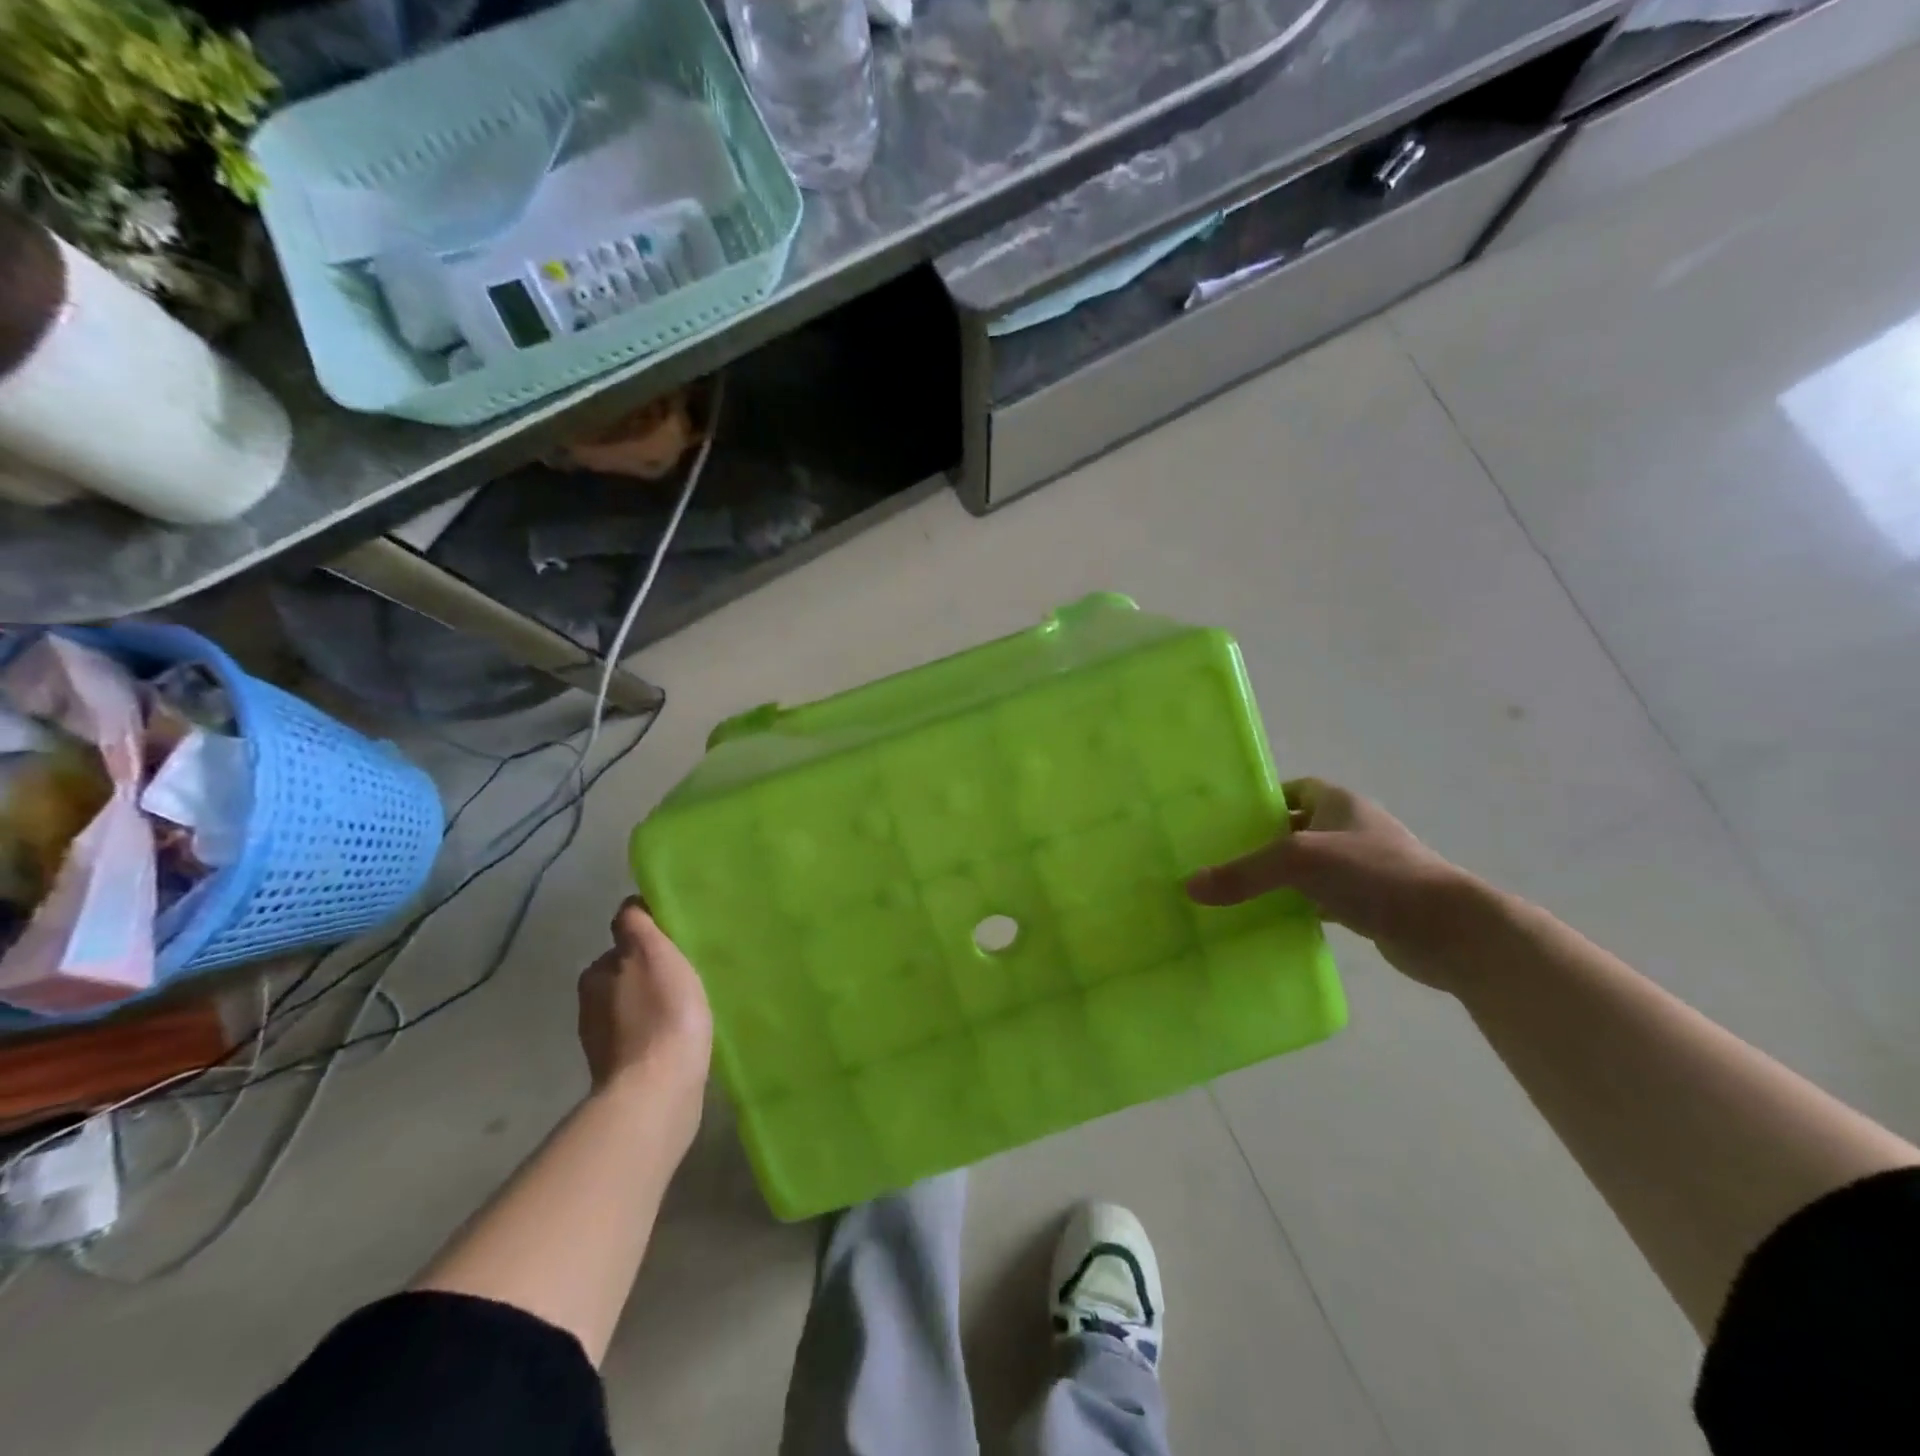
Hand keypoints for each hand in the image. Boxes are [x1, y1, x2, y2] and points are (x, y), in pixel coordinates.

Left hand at [577, 899, 712, 1128]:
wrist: (659, 1091)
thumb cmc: (663, 1013)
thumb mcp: (653, 953)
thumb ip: (638, 925)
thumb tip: (631, 906)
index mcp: (596, 973)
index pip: (622, 939)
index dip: (649, 936)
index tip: (677, 942)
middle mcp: (591, 1003)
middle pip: (625, 972)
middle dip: (650, 970)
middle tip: (686, 973)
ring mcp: (604, 1041)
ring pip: (633, 1006)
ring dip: (654, 1003)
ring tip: (688, 1006)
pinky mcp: (623, 1072)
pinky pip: (642, 1038)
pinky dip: (656, 1033)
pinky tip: (680, 1037)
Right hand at [1185, 778, 1484, 990]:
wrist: (1449, 930)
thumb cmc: (1375, 874)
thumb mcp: (1300, 862)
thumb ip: (1245, 872)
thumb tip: (1189, 887)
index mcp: (1340, 803)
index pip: (1294, 790)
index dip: (1262, 800)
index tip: (1227, 820)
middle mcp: (1351, 829)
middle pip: (1295, 829)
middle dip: (1261, 842)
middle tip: (1219, 858)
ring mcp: (1362, 868)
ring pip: (1307, 868)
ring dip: (1278, 878)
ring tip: (1235, 891)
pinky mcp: (1368, 904)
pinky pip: (1319, 899)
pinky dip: (1297, 906)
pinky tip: (1270, 921)